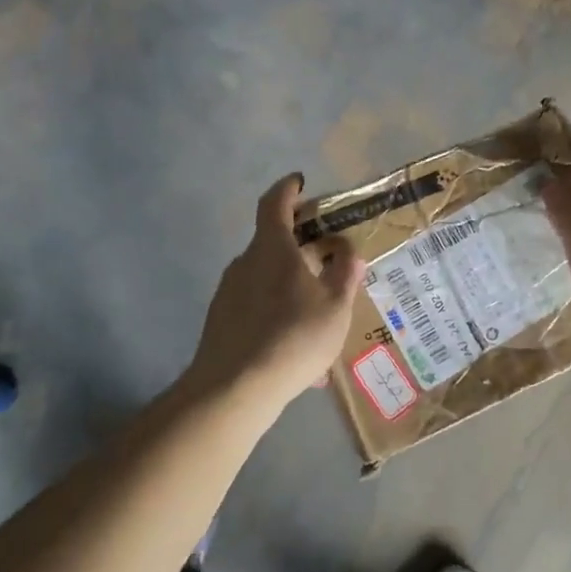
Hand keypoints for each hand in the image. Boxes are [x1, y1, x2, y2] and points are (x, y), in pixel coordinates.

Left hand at [185, 173, 365, 407]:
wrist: (233, 389)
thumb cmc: (293, 337)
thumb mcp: (335, 307)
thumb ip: (345, 275)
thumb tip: (350, 253)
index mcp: (273, 249)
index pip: (275, 203)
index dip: (288, 189)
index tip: (299, 182)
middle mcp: (245, 262)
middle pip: (273, 243)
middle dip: (300, 247)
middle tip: (327, 261)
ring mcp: (228, 292)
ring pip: (266, 280)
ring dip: (292, 288)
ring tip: (319, 320)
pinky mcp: (220, 321)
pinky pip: (256, 308)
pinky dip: (278, 316)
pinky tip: (297, 354)